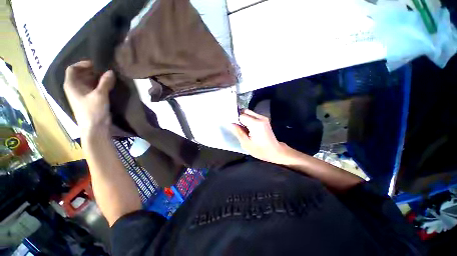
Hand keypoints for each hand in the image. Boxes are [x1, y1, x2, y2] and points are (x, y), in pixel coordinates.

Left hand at [63, 61, 114, 136]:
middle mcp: (75, 88)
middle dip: (93, 71)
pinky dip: (100, 84)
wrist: (95, 127)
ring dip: (97, 78)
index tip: (96, 64)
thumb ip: (105, 82)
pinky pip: (93, 88)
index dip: (83, 64)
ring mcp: (82, 94)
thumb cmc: (93, 111)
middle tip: (106, 70)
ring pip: (88, 81)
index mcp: (71, 85)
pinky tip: (108, 84)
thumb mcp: (100, 95)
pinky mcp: (90, 99)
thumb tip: (111, 71)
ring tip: (109, 76)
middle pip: (81, 74)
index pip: (73, 69)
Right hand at [231, 109, 290, 164]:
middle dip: (239, 117)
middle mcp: (260, 118)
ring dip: (243, 118)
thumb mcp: (246, 144)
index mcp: (256, 124)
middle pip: (245, 111)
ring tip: (242, 128)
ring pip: (249, 113)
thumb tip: (231, 124)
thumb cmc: (261, 150)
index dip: (235, 119)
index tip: (232, 125)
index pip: (241, 115)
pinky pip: (253, 116)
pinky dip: (248, 119)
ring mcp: (263, 118)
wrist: (275, 151)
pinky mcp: (264, 119)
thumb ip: (238, 132)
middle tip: (236, 126)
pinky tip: (247, 128)